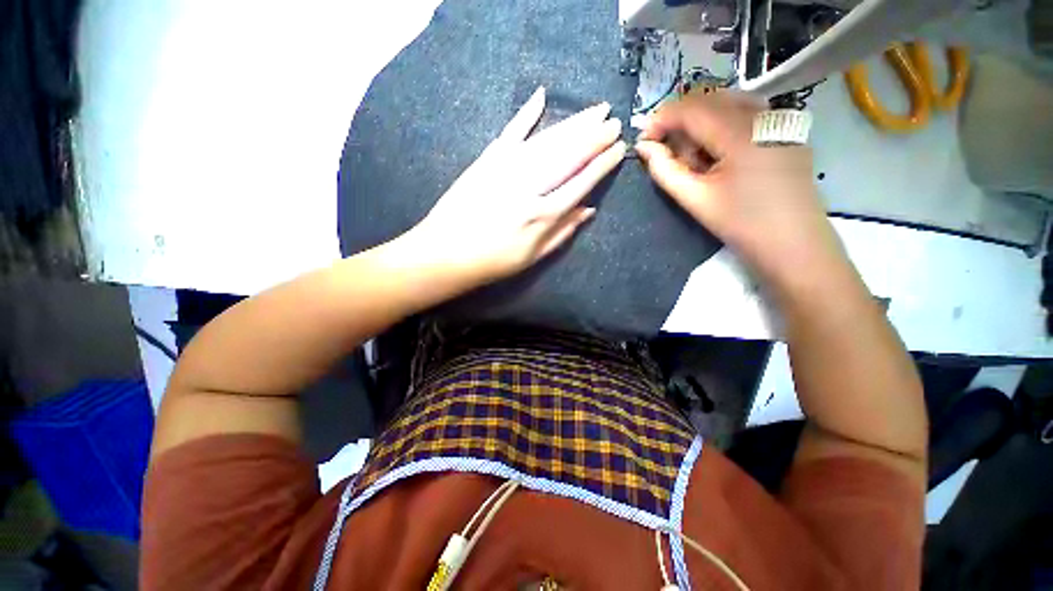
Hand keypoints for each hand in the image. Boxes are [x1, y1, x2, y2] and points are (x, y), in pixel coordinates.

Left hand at [406, 87, 625, 285]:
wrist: (446, 253)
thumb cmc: (493, 262)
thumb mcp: (533, 257)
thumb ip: (562, 233)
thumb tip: (588, 210)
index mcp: (543, 214)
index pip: (581, 182)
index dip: (602, 164)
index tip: (619, 149)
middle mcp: (529, 187)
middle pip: (568, 156)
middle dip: (594, 136)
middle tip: (614, 120)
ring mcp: (506, 169)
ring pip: (547, 141)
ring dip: (573, 124)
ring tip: (594, 110)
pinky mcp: (486, 161)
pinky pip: (510, 132)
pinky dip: (525, 114)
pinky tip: (541, 96)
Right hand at [635, 91, 842, 287]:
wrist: (793, 244)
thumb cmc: (740, 224)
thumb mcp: (695, 199)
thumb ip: (664, 169)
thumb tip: (643, 147)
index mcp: (740, 133)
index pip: (691, 108)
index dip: (661, 119)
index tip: (644, 141)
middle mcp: (762, 115)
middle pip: (709, 101)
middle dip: (681, 123)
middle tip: (670, 155)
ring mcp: (779, 120)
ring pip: (728, 104)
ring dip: (702, 124)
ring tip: (696, 158)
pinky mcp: (786, 130)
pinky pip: (747, 113)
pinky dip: (723, 126)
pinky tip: (720, 154)